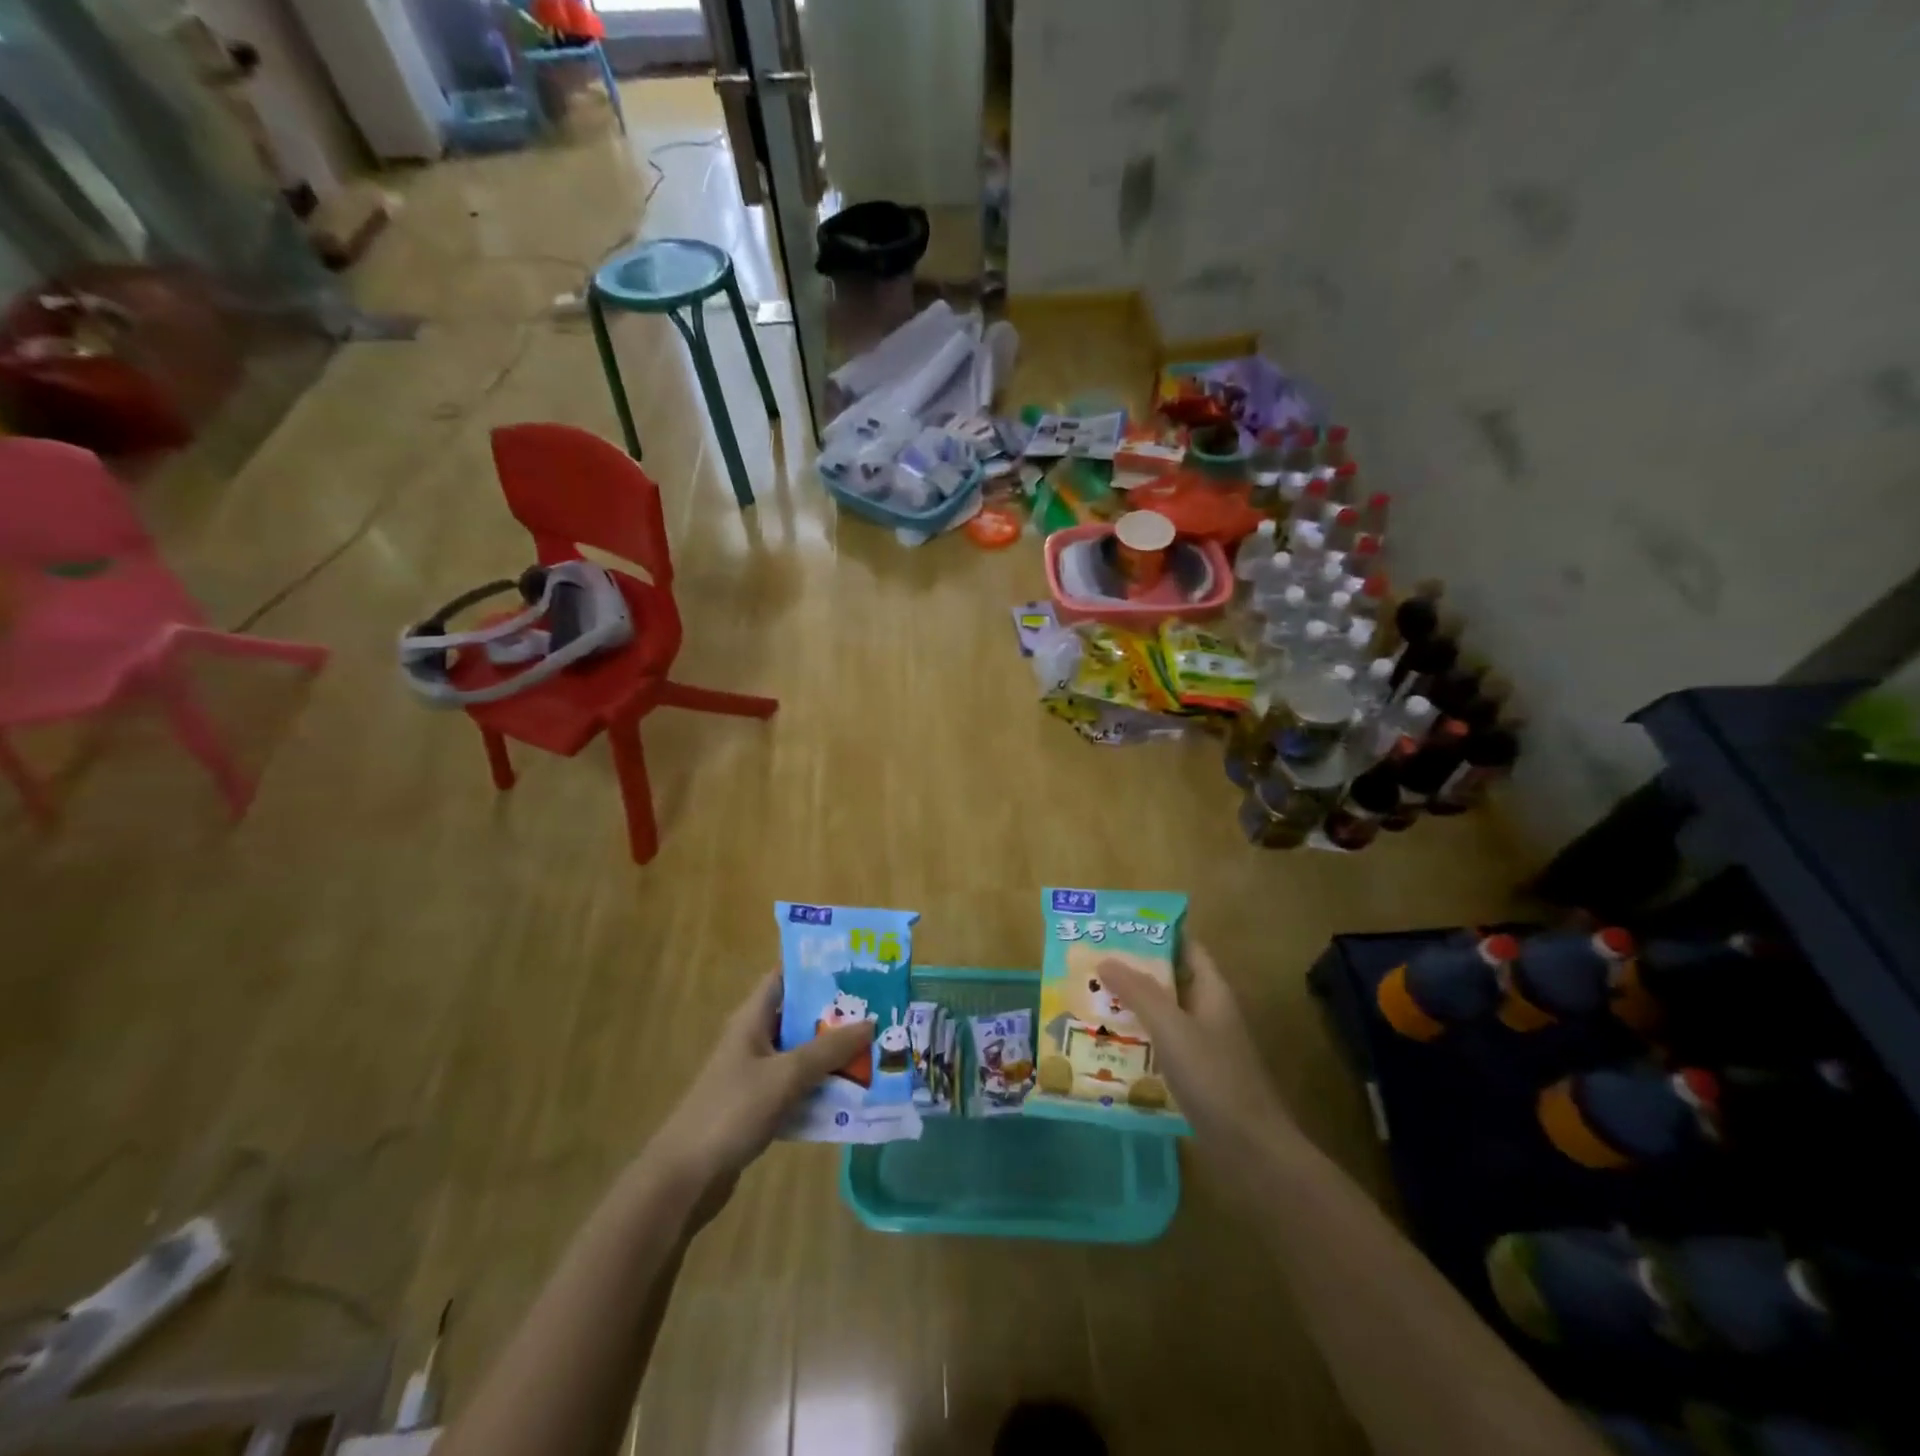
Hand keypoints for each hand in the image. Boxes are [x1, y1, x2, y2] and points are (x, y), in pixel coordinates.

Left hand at [650, 969, 873, 1222]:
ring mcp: (755, 1073)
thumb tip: (870, 1022)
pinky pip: (797, 1085)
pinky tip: (852, 1094)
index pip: (785, 977)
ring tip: (875, 1050)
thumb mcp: (786, 1075)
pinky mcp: (759, 1105)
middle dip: (836, 1016)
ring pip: (802, 1053)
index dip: (817, 968)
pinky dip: (821, 1086)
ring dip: (833, 1054)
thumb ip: (829, 1049)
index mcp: (753, 1018)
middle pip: (800, 1016)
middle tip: (879, 1011)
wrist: (685, 1177)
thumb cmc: (733, 1110)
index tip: (857, 966)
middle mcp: (754, 1039)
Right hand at [1098, 940, 1298, 1174]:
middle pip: (1168, 980)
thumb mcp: (1172, 1028)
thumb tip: (1105, 958)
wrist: (1251, 1151)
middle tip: (1089, 964)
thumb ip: (1139, 992)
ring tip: (1087, 1000)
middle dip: (1132, 971)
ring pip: (1161, 1015)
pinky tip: (1105, 1046)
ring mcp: (1202, 1046)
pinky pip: (1159, 1046)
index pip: (1186, 947)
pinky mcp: (1193, 1076)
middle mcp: (1208, 1012)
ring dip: (1130, 1007)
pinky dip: (1135, 1041)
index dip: (1155, 933)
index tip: (1116, 927)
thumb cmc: (1214, 1078)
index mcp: (1211, 991)